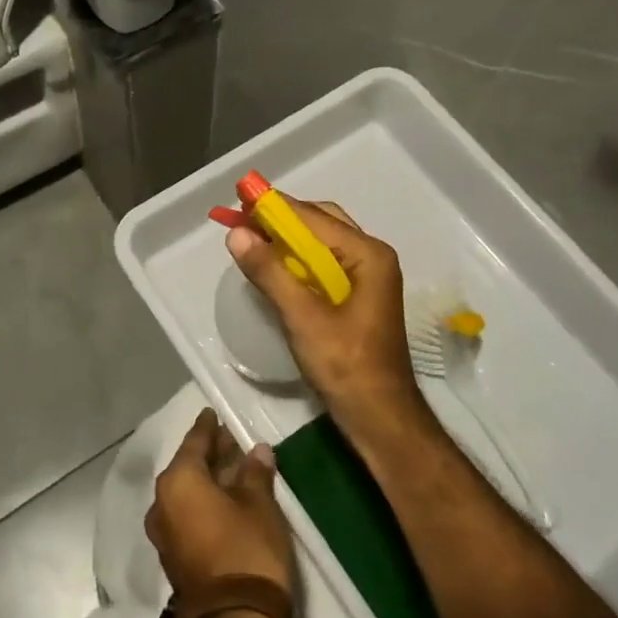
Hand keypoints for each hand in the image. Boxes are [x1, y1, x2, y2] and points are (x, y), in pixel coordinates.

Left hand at [147, 410, 294, 603]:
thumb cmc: (247, 549)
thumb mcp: (260, 505)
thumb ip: (255, 473)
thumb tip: (257, 450)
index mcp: (178, 481)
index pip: (194, 442)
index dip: (207, 427)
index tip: (214, 413)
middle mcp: (162, 502)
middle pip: (187, 467)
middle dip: (209, 454)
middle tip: (232, 441)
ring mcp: (164, 533)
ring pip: (186, 493)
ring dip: (208, 481)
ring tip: (234, 469)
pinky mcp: (174, 557)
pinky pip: (186, 515)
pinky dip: (203, 503)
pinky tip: (226, 501)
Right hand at [225, 199, 426, 436]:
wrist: (380, 418)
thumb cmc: (346, 366)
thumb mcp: (302, 317)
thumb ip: (270, 272)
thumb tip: (237, 234)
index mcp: (367, 254)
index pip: (313, 216)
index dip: (274, 206)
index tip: (239, 199)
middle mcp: (371, 257)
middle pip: (321, 223)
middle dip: (281, 220)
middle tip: (243, 222)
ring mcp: (367, 277)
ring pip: (322, 244)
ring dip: (287, 240)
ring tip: (252, 240)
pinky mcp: (358, 297)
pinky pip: (324, 265)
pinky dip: (297, 261)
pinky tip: (274, 269)